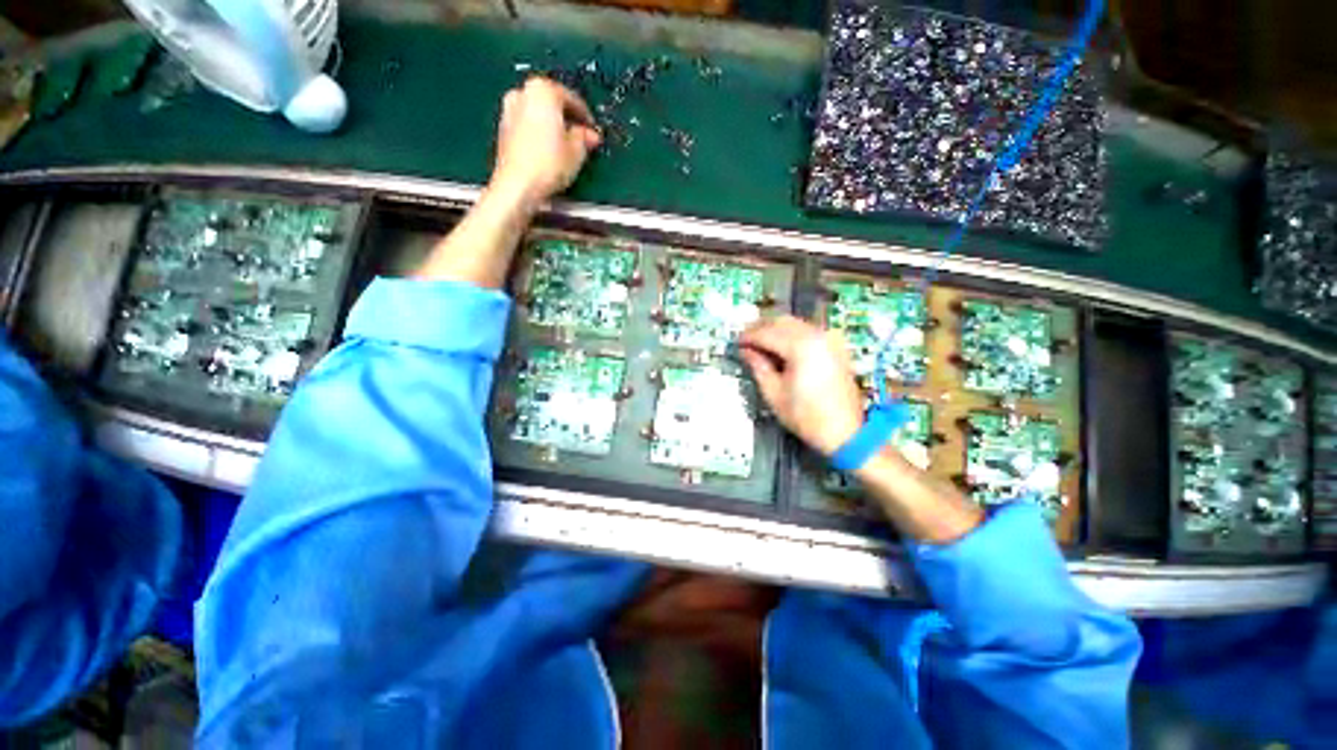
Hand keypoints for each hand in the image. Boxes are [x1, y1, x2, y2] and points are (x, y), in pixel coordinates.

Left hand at [490, 77, 601, 207]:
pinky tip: (549, 153)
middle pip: (551, 103)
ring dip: (552, 127)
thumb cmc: (548, 164)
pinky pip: (527, 127)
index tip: (592, 130)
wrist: (518, 185)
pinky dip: (539, 135)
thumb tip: (589, 135)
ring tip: (566, 148)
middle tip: (581, 138)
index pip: (571, 98)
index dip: (585, 116)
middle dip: (566, 119)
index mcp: (542, 90)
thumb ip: (584, 138)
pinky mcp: (503, 131)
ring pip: (537, 115)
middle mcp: (522, 93)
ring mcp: (509, 111)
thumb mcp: (577, 151)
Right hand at [739, 316, 864, 456]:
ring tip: (760, 342)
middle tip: (746, 339)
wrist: (845, 432)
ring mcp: (829, 339)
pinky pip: (809, 331)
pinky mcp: (836, 347)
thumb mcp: (774, 393)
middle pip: (782, 322)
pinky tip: (782, 346)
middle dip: (761, 327)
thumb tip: (746, 350)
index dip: (748, 337)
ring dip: (776, 329)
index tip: (736, 342)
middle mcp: (816, 336)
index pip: (767, 333)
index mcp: (800, 347)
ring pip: (796, 323)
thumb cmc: (805, 416)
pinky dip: (792, 333)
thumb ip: (758, 366)